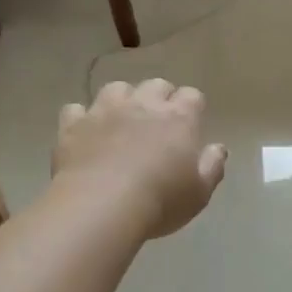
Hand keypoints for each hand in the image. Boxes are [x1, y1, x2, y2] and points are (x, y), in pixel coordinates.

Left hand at [54, 80, 226, 238]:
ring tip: (121, 120)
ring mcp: (104, 111)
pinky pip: (76, 110)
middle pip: (156, 85)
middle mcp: (142, 105)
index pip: (192, 97)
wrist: (101, 206)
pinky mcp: (73, 125)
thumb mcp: (200, 192)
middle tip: (158, 123)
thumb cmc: (160, 201)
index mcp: (178, 118)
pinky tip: (84, 133)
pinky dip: (82, 118)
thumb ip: (213, 166)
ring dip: (122, 100)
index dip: (192, 107)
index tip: (191, 124)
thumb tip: (218, 148)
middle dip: (160, 98)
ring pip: (116, 88)